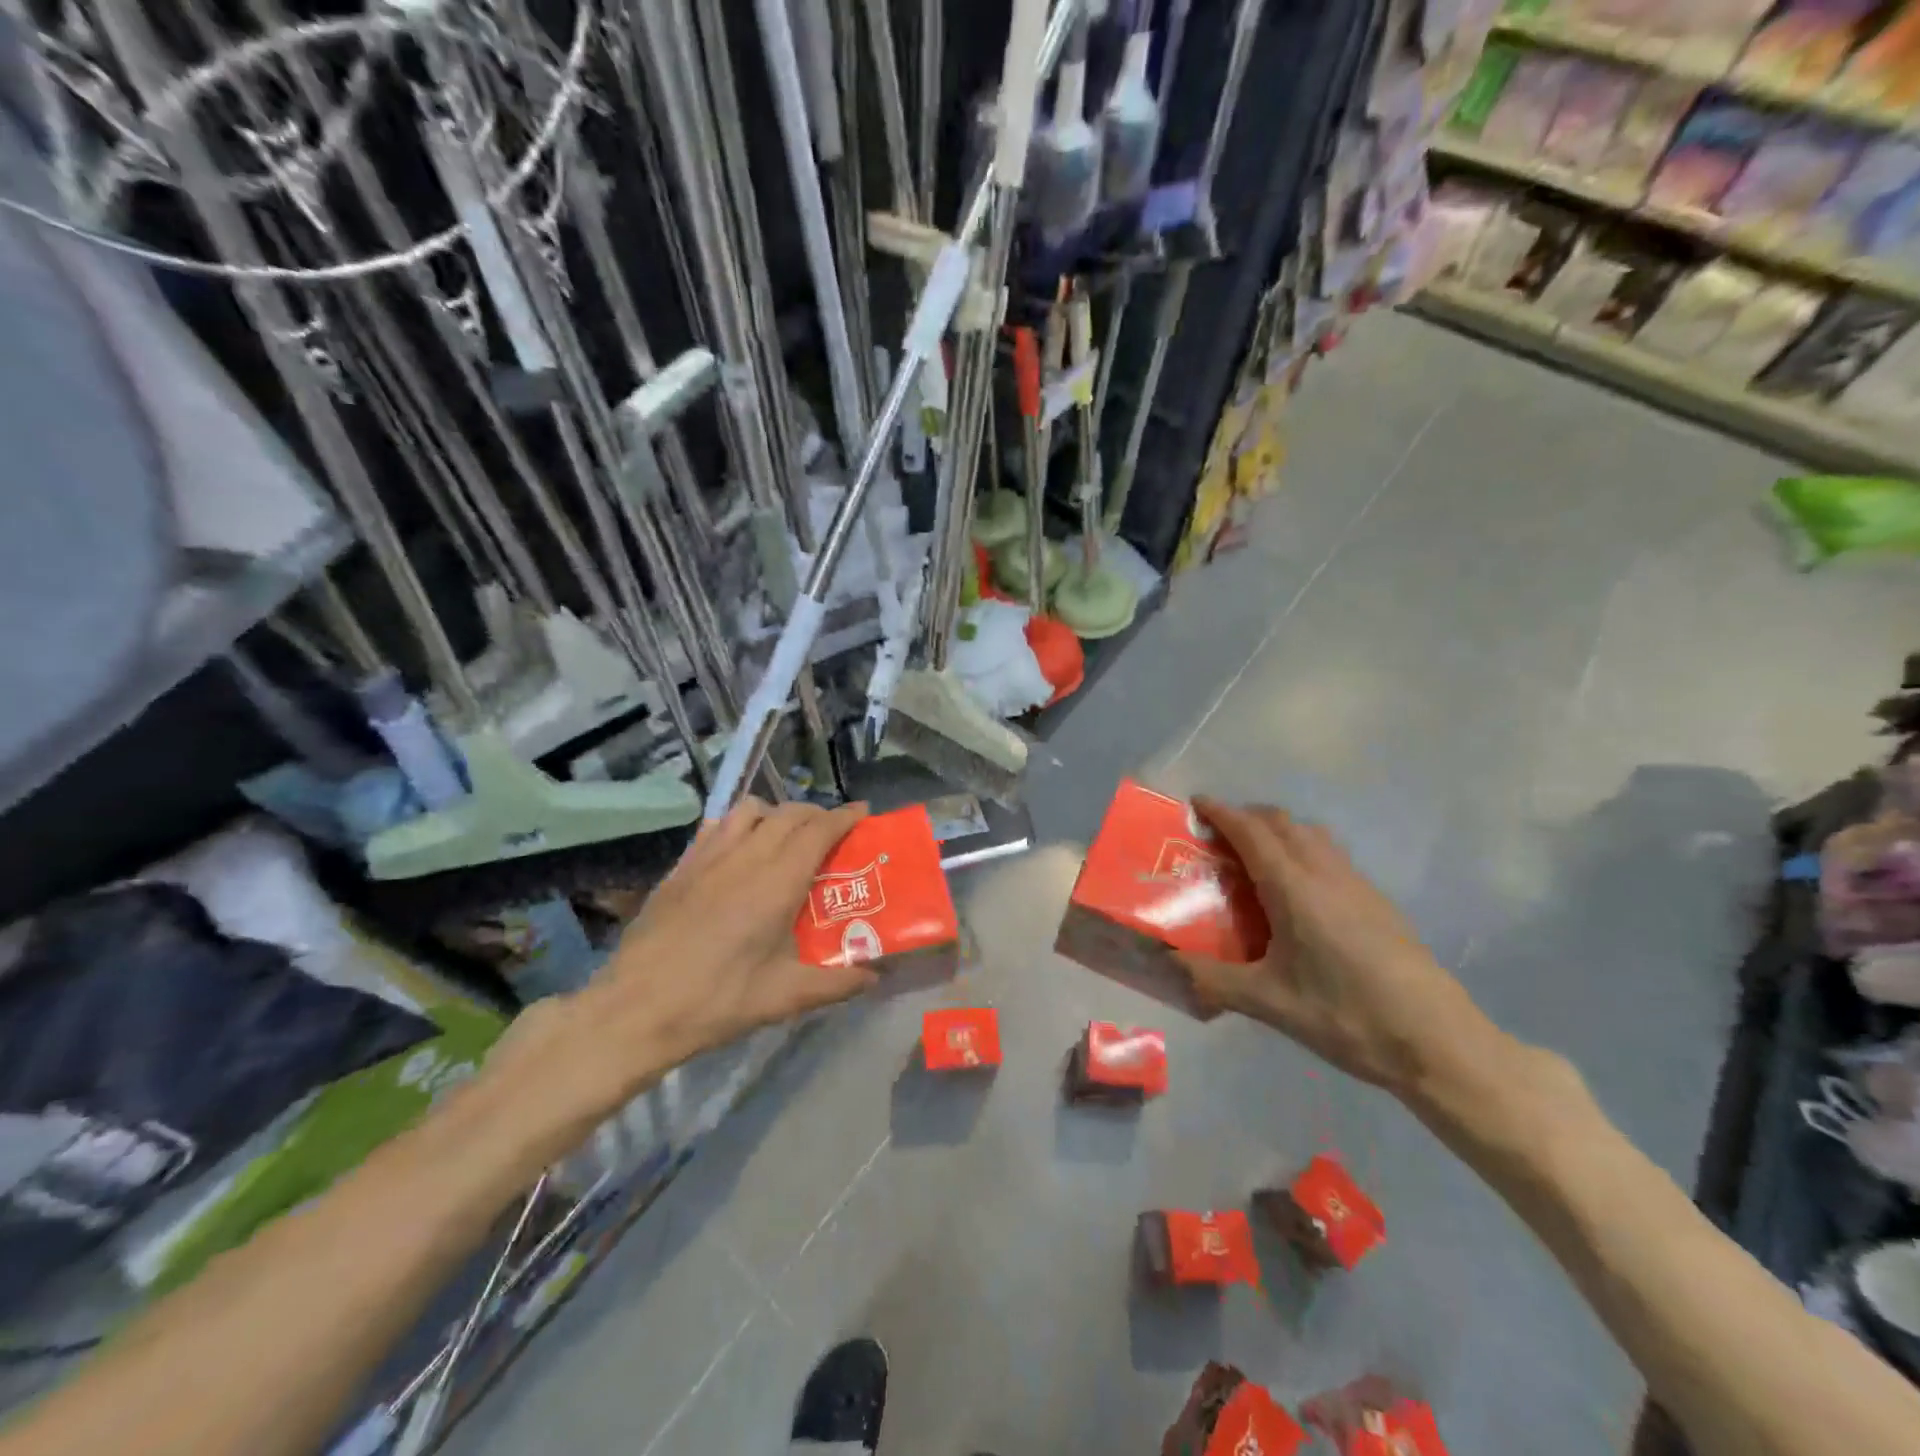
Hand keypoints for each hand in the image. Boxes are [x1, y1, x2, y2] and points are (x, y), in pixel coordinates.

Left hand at [537, 799, 874, 1119]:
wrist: (634, 1010)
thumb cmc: (716, 1001)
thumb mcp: (784, 998)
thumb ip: (837, 983)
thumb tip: (875, 975)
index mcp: (776, 882)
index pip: (818, 830)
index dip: (844, 816)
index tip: (863, 813)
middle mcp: (745, 857)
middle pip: (789, 814)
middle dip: (817, 814)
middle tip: (832, 834)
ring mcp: (708, 857)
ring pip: (750, 810)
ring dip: (777, 814)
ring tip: (786, 838)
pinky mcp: (681, 867)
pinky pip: (717, 825)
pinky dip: (740, 824)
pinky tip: (740, 850)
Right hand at [1176, 799, 1493, 1096]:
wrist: (1438, 1041)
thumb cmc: (1347, 1016)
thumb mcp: (1270, 1003)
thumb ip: (1214, 980)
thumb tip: (1170, 964)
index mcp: (1294, 888)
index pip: (1251, 831)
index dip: (1221, 812)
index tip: (1195, 803)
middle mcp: (1325, 873)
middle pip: (1282, 821)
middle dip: (1247, 816)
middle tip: (1218, 837)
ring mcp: (1357, 884)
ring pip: (1311, 834)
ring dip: (1278, 830)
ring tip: (1254, 859)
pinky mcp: (1378, 901)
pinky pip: (1330, 855)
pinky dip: (1302, 850)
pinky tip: (1297, 894)